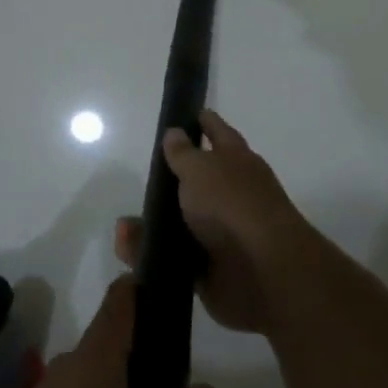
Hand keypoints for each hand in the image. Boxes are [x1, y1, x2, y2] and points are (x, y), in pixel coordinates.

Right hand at [115, 109, 313, 334]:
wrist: (262, 274)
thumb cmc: (232, 205)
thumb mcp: (200, 169)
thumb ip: (183, 153)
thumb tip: (174, 133)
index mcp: (236, 160)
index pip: (217, 131)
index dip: (203, 121)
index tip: (185, 114)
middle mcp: (231, 193)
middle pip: (199, 179)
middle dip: (174, 178)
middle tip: (145, 173)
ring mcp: (222, 232)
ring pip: (182, 221)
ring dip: (155, 222)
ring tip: (125, 223)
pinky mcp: (209, 268)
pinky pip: (174, 257)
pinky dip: (152, 253)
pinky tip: (128, 247)